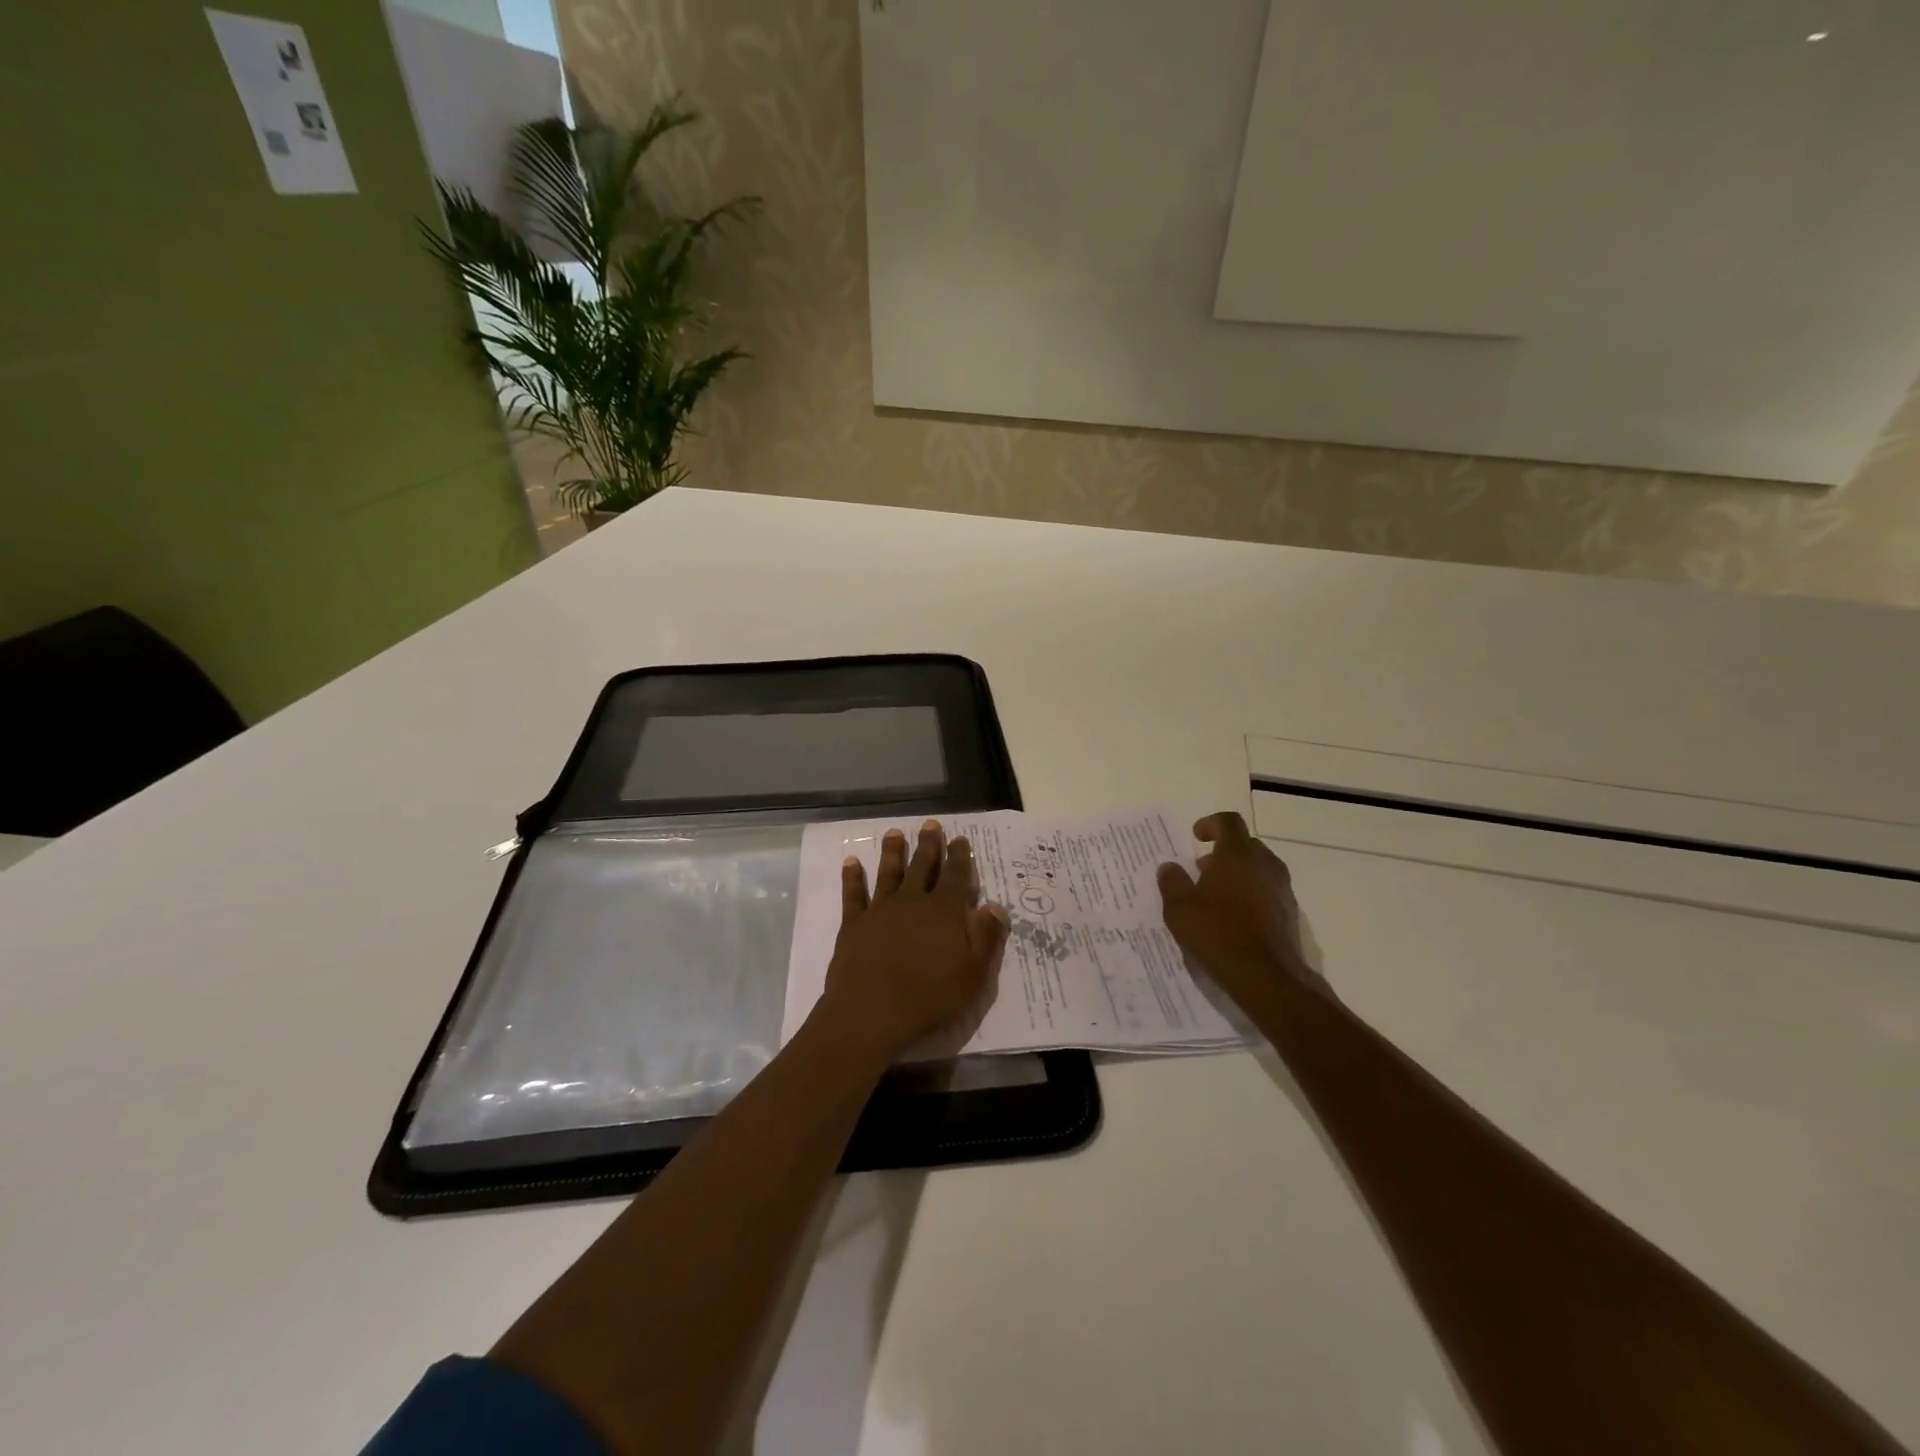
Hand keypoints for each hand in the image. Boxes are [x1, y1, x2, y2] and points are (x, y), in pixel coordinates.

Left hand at [819, 820, 1009, 1059]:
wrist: (871, 1012)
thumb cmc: (929, 997)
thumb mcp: (973, 974)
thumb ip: (986, 937)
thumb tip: (995, 906)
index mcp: (944, 912)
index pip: (956, 877)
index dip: (960, 857)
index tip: (961, 839)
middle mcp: (913, 902)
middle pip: (922, 867)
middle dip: (929, 845)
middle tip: (930, 824)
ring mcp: (881, 910)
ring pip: (889, 873)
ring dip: (892, 852)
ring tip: (894, 832)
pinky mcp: (854, 925)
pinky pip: (854, 895)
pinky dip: (852, 877)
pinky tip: (851, 862)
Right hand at [1157, 811, 1323, 1007]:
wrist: (1267, 977)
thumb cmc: (1218, 934)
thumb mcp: (1180, 909)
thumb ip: (1172, 882)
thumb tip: (1169, 867)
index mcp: (1237, 855)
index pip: (1228, 822)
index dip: (1210, 824)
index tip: (1196, 837)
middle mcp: (1264, 864)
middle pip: (1245, 844)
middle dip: (1223, 851)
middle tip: (1202, 869)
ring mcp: (1281, 888)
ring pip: (1259, 868)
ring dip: (1238, 873)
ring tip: (1215, 896)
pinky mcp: (1289, 912)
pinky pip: (1267, 890)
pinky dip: (1251, 894)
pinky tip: (1233, 918)